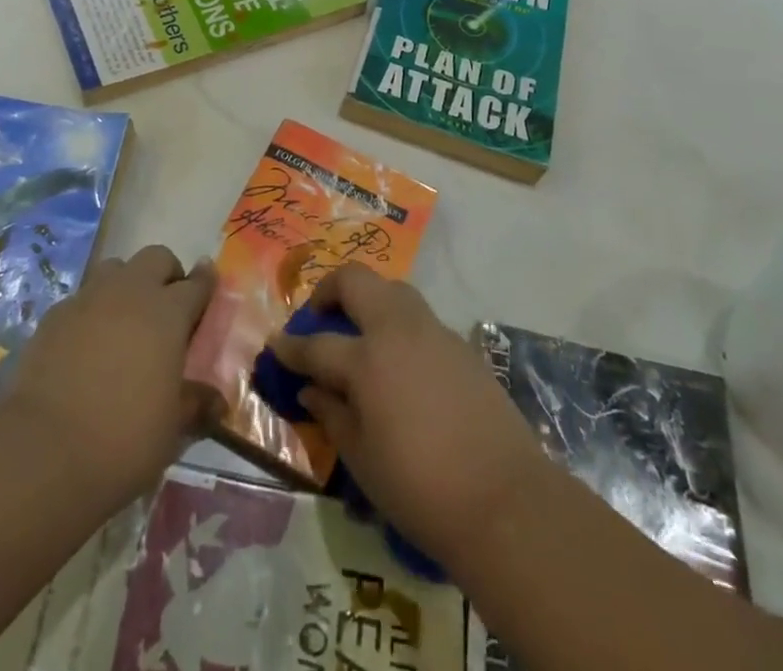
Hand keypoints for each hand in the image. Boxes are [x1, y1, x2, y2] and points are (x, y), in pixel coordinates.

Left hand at [2, 245, 215, 508]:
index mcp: (168, 313)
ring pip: (115, 269)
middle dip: (167, 274)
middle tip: (168, 307)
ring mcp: (89, 299)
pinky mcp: (54, 315)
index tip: (209, 281)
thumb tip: (218, 401)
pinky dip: (92, 311)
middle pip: (156, 258)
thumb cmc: (124, 438)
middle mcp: (130, 292)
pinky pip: (82, 298)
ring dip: (127, 284)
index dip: (205, 282)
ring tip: (126, 319)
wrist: (44, 451)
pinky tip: (87, 344)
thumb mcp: (172, 429)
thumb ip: (196, 405)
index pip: (196, 284)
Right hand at [269, 265, 554, 573]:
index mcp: (366, 359)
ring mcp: (433, 331)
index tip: (277, 346)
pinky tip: (400, 361)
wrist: (505, 500)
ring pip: (392, 289)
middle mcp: (397, 330)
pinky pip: (419, 317)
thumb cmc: (421, 489)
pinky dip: (398, 324)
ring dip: (368, 300)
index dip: (291, 347)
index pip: (316, 344)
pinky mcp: (461, 344)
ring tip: (360, 334)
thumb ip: (332, 414)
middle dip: (329, 291)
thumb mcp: (362, 460)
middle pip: (355, 281)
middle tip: (320, 319)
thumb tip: (312, 388)